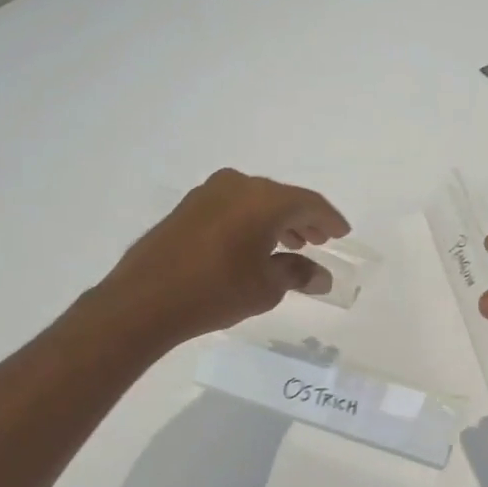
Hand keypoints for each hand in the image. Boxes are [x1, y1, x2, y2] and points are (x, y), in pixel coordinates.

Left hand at [102, 168, 349, 345]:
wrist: (144, 300)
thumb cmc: (216, 291)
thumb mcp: (266, 287)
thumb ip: (298, 274)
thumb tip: (322, 276)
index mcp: (265, 200)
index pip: (309, 204)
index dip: (330, 220)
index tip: (343, 234)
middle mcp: (238, 186)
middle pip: (282, 198)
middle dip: (303, 220)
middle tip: (318, 240)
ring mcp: (209, 193)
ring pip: (256, 201)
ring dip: (277, 220)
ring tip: (289, 246)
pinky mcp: (187, 207)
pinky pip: (232, 206)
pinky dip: (250, 221)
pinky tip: (253, 244)